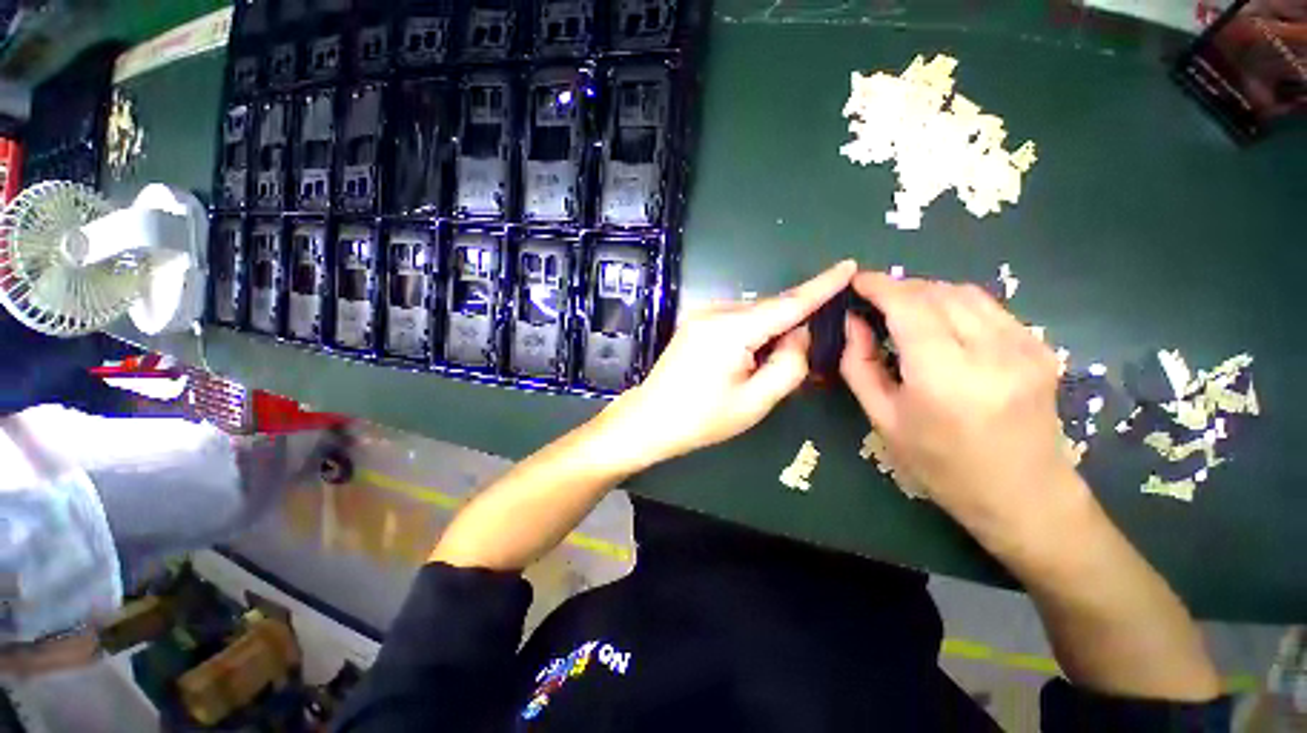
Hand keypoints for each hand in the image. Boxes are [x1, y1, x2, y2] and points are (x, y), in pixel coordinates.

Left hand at [603, 260, 855, 467]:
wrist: (650, 419)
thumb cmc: (702, 419)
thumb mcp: (755, 401)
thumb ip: (788, 364)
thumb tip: (800, 333)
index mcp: (730, 330)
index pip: (787, 303)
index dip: (821, 286)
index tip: (849, 266)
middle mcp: (715, 312)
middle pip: (769, 311)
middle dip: (790, 328)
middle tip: (794, 361)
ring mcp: (701, 314)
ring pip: (752, 316)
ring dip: (767, 334)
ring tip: (757, 370)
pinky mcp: (694, 321)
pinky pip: (735, 320)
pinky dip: (749, 334)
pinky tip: (741, 361)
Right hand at [839, 272, 1082, 542]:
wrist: (1024, 497)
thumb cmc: (941, 465)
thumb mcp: (883, 418)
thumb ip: (859, 365)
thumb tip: (852, 323)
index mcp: (945, 376)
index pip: (909, 306)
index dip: (879, 286)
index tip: (856, 281)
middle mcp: (992, 352)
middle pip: (937, 293)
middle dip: (900, 288)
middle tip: (873, 302)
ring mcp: (1024, 346)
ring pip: (966, 293)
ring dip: (927, 294)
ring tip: (903, 311)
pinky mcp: (1040, 347)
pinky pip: (988, 308)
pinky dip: (955, 305)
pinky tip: (942, 326)